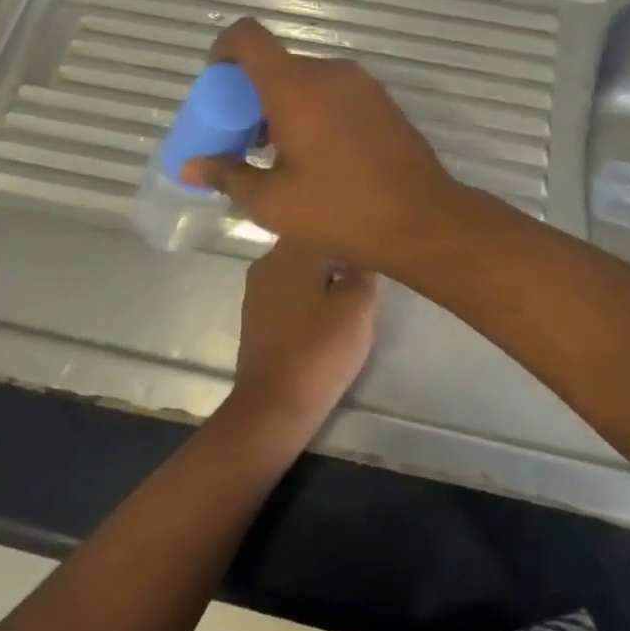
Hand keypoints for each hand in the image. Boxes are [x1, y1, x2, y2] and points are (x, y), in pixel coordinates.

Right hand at [182, 18, 465, 276]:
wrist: (423, 220)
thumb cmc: (341, 210)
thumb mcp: (273, 202)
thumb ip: (227, 176)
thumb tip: (189, 167)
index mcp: (295, 86)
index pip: (248, 37)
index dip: (223, 50)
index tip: (215, 85)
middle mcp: (328, 72)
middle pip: (276, 64)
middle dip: (250, 94)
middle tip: (242, 139)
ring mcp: (360, 84)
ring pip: (306, 80)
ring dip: (282, 105)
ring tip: (277, 155)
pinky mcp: (381, 101)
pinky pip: (333, 92)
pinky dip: (312, 109)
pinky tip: (315, 156)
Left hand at [224, 239, 377, 438]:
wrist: (273, 405)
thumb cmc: (319, 348)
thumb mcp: (359, 306)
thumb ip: (366, 270)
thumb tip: (365, 253)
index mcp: (290, 249)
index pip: (326, 224)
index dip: (352, 234)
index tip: (373, 248)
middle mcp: (267, 261)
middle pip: (312, 248)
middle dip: (338, 258)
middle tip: (368, 276)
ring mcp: (257, 290)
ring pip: (299, 272)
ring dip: (323, 281)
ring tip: (350, 298)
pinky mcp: (255, 317)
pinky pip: (288, 296)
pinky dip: (307, 301)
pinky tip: (325, 317)